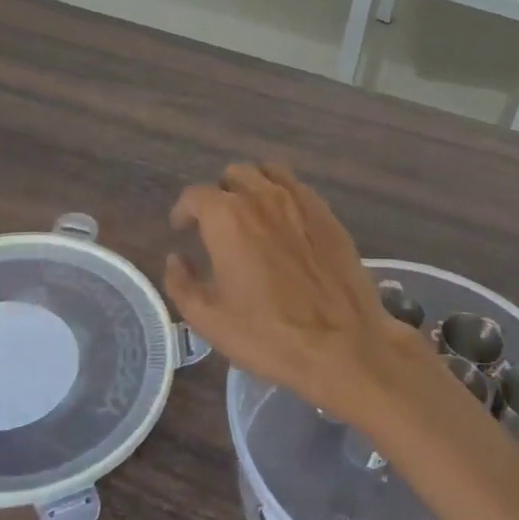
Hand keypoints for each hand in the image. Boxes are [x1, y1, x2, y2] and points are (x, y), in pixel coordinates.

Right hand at [164, 164, 440, 427]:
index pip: (195, 195)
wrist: (343, 345)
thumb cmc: (268, 335)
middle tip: (215, 225)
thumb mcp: (208, 319)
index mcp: (227, 217)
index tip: (182, 228)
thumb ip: (181, 282)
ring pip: (269, 174)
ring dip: (252, 187)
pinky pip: (299, 189)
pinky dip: (283, 196)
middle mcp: (263, 197)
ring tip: (250, 216)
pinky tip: (284, 225)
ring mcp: (301, 202)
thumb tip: (175, 259)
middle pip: (233, 176)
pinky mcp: (329, 215)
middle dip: (219, 195)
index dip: (184, 211)